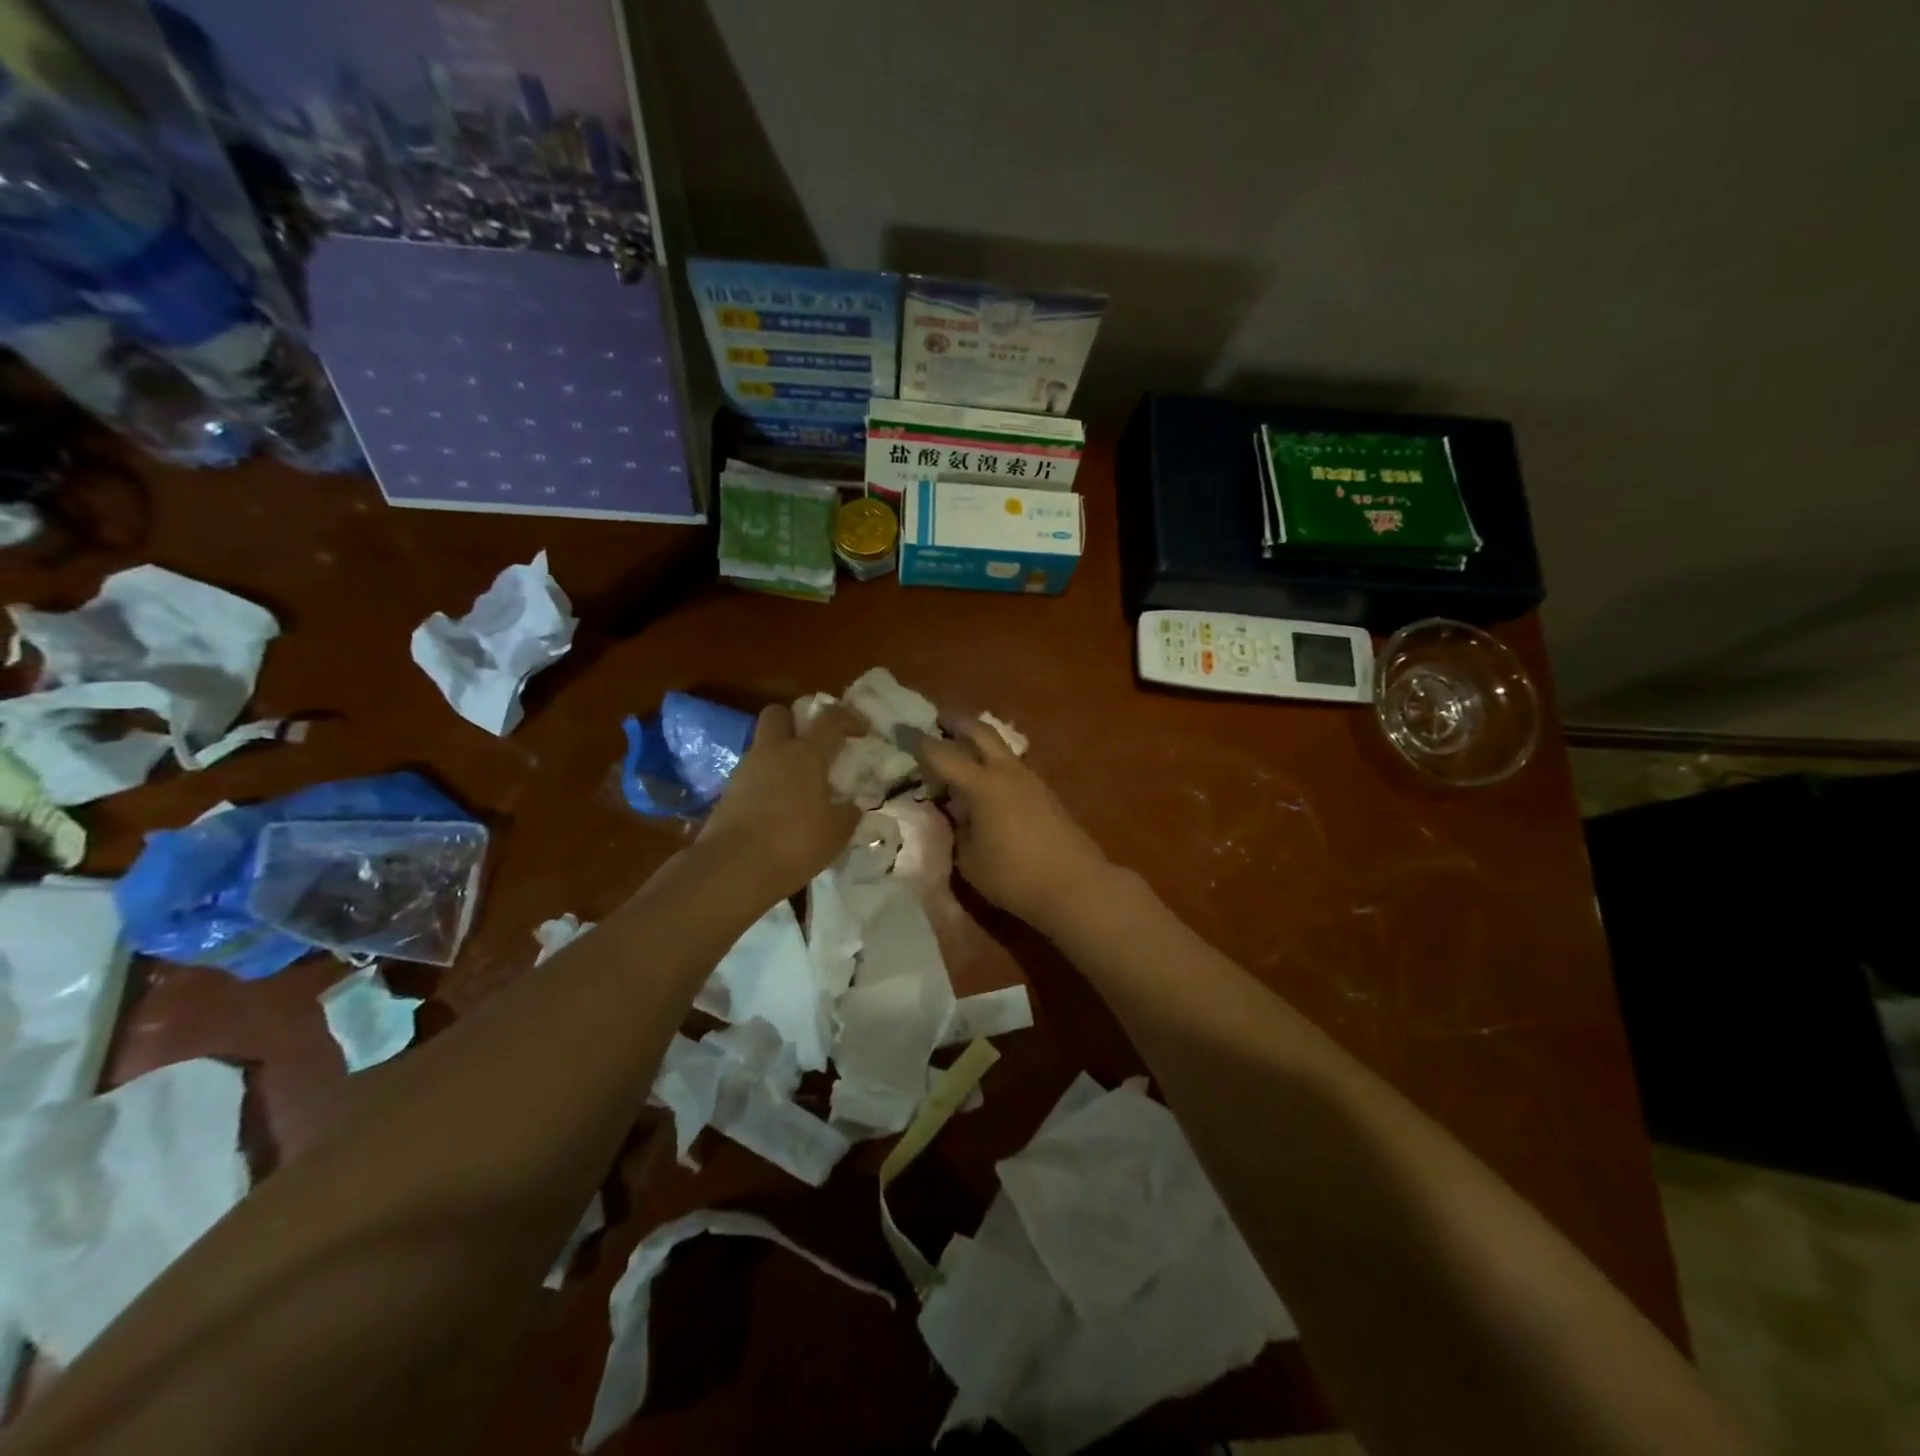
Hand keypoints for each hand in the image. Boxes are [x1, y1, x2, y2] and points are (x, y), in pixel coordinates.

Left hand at [700, 702, 863, 899]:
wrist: (732, 868)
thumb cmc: (794, 843)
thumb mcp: (836, 833)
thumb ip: (847, 813)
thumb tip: (850, 806)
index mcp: (804, 754)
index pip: (830, 719)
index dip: (848, 718)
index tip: (862, 730)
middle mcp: (772, 752)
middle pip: (777, 714)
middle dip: (795, 721)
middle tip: (813, 745)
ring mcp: (744, 771)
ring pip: (762, 746)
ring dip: (779, 756)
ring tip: (798, 786)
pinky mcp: (727, 793)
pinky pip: (751, 775)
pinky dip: (766, 783)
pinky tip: (778, 809)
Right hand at [914, 720, 1113, 932]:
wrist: (1074, 886)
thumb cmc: (1013, 877)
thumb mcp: (969, 860)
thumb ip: (957, 830)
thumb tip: (957, 813)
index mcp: (981, 785)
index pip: (942, 754)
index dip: (918, 742)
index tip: (901, 729)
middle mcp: (1006, 772)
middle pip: (980, 731)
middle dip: (956, 722)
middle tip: (938, 719)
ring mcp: (1030, 779)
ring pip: (1001, 746)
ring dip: (979, 741)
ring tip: (962, 750)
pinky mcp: (1046, 793)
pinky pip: (1013, 767)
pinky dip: (995, 763)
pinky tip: (988, 780)